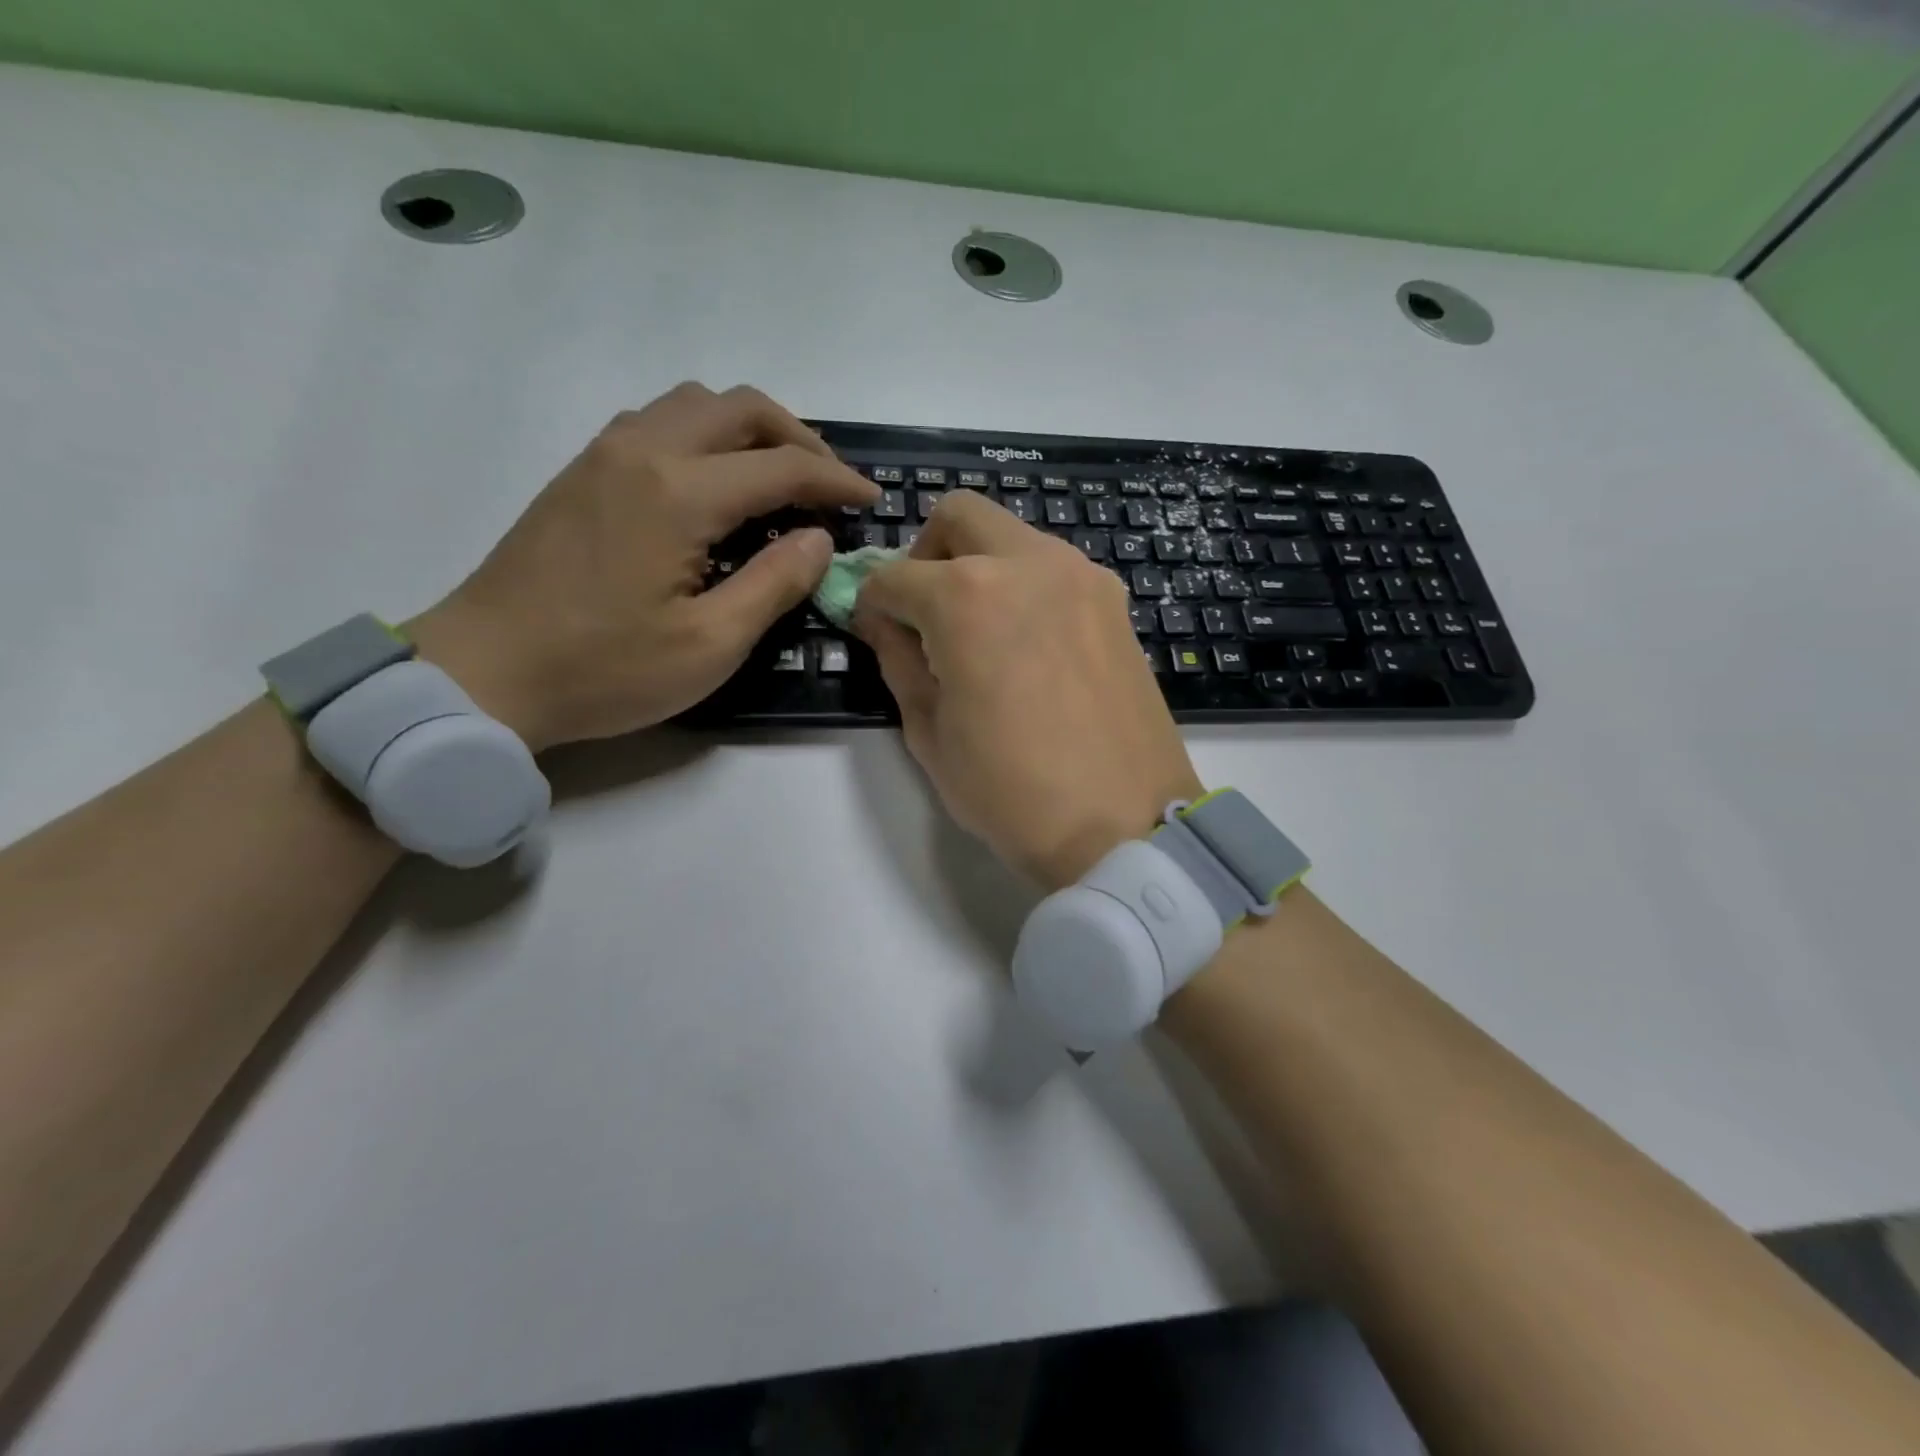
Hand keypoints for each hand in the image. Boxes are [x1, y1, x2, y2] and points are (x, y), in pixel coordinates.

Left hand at [409, 383, 876, 750]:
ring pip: (694, 404)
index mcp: (678, 492)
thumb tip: (817, 538)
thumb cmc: (604, 669)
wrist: (484, 673)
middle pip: (739, 408)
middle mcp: (642, 451)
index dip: (837, 480)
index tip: (872, 500)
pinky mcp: (582, 471)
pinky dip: (705, 435)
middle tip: (829, 483)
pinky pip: (658, 422)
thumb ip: (774, 584)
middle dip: (799, 437)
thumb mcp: (710, 645)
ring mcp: (604, 454)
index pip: (782, 465)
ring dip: (749, 429)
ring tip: (778, 477)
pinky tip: (715, 484)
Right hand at [852, 492, 1201, 889]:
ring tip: (980, 633)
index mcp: (967, 597)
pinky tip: (1028, 645)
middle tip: (925, 610)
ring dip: (981, 565)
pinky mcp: (1114, 603)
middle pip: (959, 516)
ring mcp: (1081, 577)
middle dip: (926, 553)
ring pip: (1013, 536)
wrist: (1123, 824)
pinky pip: (1054, 569)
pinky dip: (1025, 586)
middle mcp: (1027, 564)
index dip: (871, 603)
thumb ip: (898, 662)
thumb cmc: (1011, 791)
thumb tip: (882, 622)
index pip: (894, 576)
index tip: (874, 631)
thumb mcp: (930, 734)